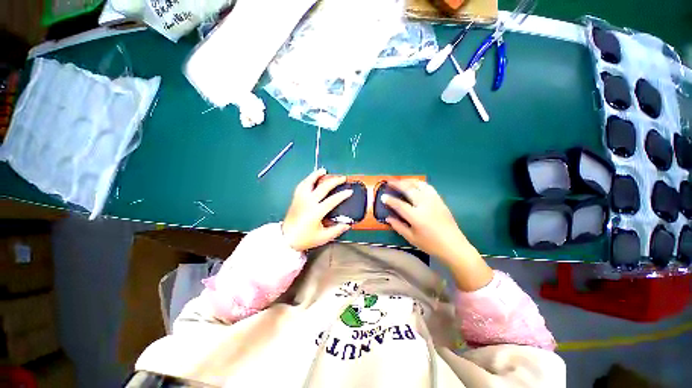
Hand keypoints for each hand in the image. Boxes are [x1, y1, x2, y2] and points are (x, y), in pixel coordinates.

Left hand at [282, 168, 352, 250]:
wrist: (286, 239)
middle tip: (342, 178)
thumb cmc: (305, 239)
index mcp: (316, 212)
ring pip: (308, 182)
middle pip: (323, 187)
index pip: (332, 200)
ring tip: (323, 170)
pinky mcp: (295, 198)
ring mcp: (300, 199)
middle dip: (334, 181)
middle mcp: (308, 202)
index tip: (350, 191)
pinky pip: (301, 185)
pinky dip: (307, 179)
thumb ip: (337, 230)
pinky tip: (311, 178)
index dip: (342, 195)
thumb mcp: (323, 237)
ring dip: (316, 175)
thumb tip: (348, 224)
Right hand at [383, 180, 492, 290]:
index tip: (383, 196)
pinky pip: (429, 187)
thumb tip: (388, 218)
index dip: (389, 200)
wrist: (454, 246)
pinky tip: (415, 185)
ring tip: (401, 181)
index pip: (399, 204)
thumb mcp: (411, 238)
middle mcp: (425, 205)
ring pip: (420, 185)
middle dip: (398, 184)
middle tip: (389, 182)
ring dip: (408, 181)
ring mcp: (434, 201)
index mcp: (416, 217)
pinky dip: (419, 183)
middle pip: (409, 189)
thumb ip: (398, 226)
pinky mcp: (440, 200)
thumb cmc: (431, 244)